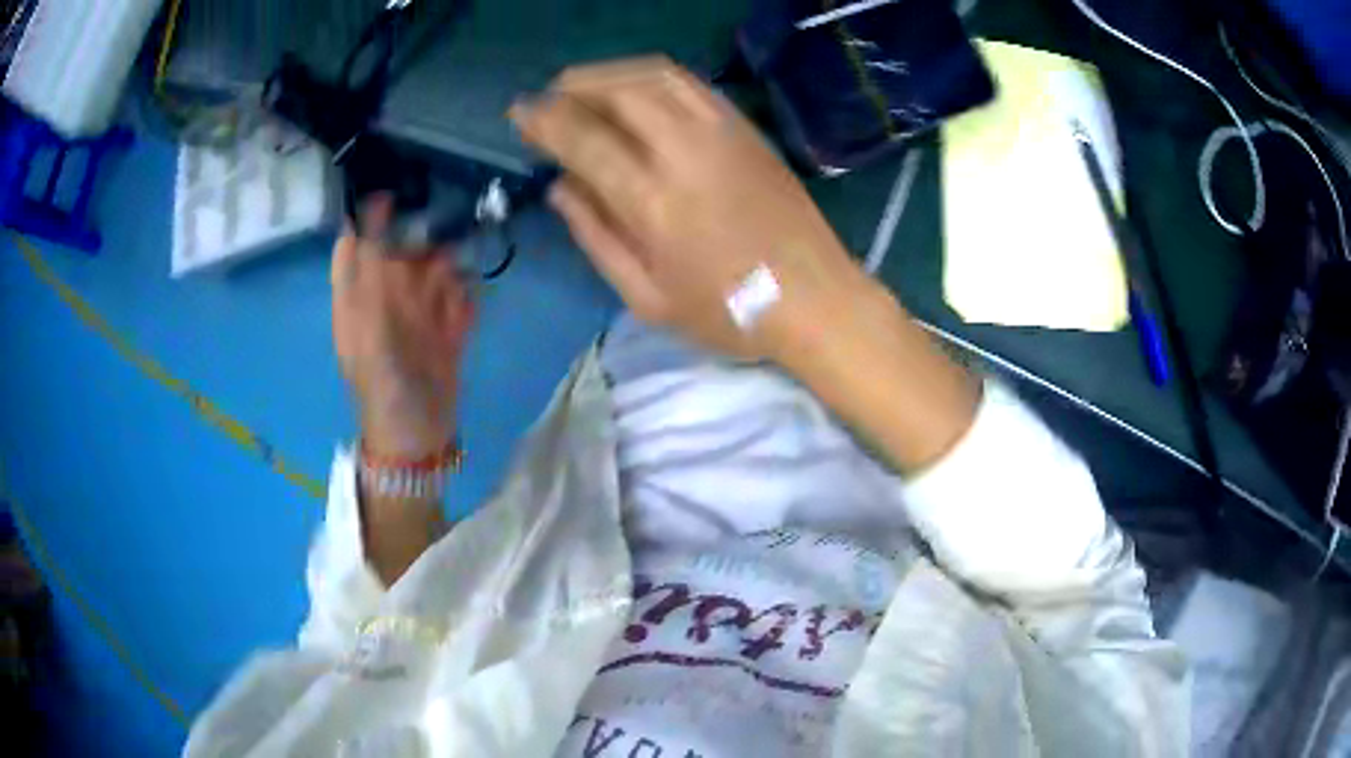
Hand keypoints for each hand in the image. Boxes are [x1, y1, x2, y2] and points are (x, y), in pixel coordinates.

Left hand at [332, 197, 475, 458]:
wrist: (418, 441)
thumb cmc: (385, 389)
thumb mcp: (370, 329)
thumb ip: (370, 276)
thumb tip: (366, 219)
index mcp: (356, 298)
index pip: (355, 243)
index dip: (370, 216)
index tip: (397, 193)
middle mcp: (385, 297)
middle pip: (401, 249)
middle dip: (421, 239)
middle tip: (437, 240)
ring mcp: (416, 312)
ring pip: (434, 269)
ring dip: (447, 270)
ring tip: (452, 286)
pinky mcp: (444, 328)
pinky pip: (458, 297)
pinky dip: (464, 301)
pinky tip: (462, 318)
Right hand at [511, 57, 865, 360]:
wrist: (815, 298)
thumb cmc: (728, 312)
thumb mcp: (647, 297)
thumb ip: (596, 237)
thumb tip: (560, 187)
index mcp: (653, 201)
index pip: (584, 139)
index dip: (544, 120)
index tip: (519, 112)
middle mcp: (685, 151)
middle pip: (618, 91)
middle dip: (573, 85)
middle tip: (550, 98)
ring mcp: (722, 132)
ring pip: (655, 75)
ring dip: (611, 72)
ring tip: (584, 87)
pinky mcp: (746, 128)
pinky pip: (690, 83)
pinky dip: (653, 76)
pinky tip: (637, 89)